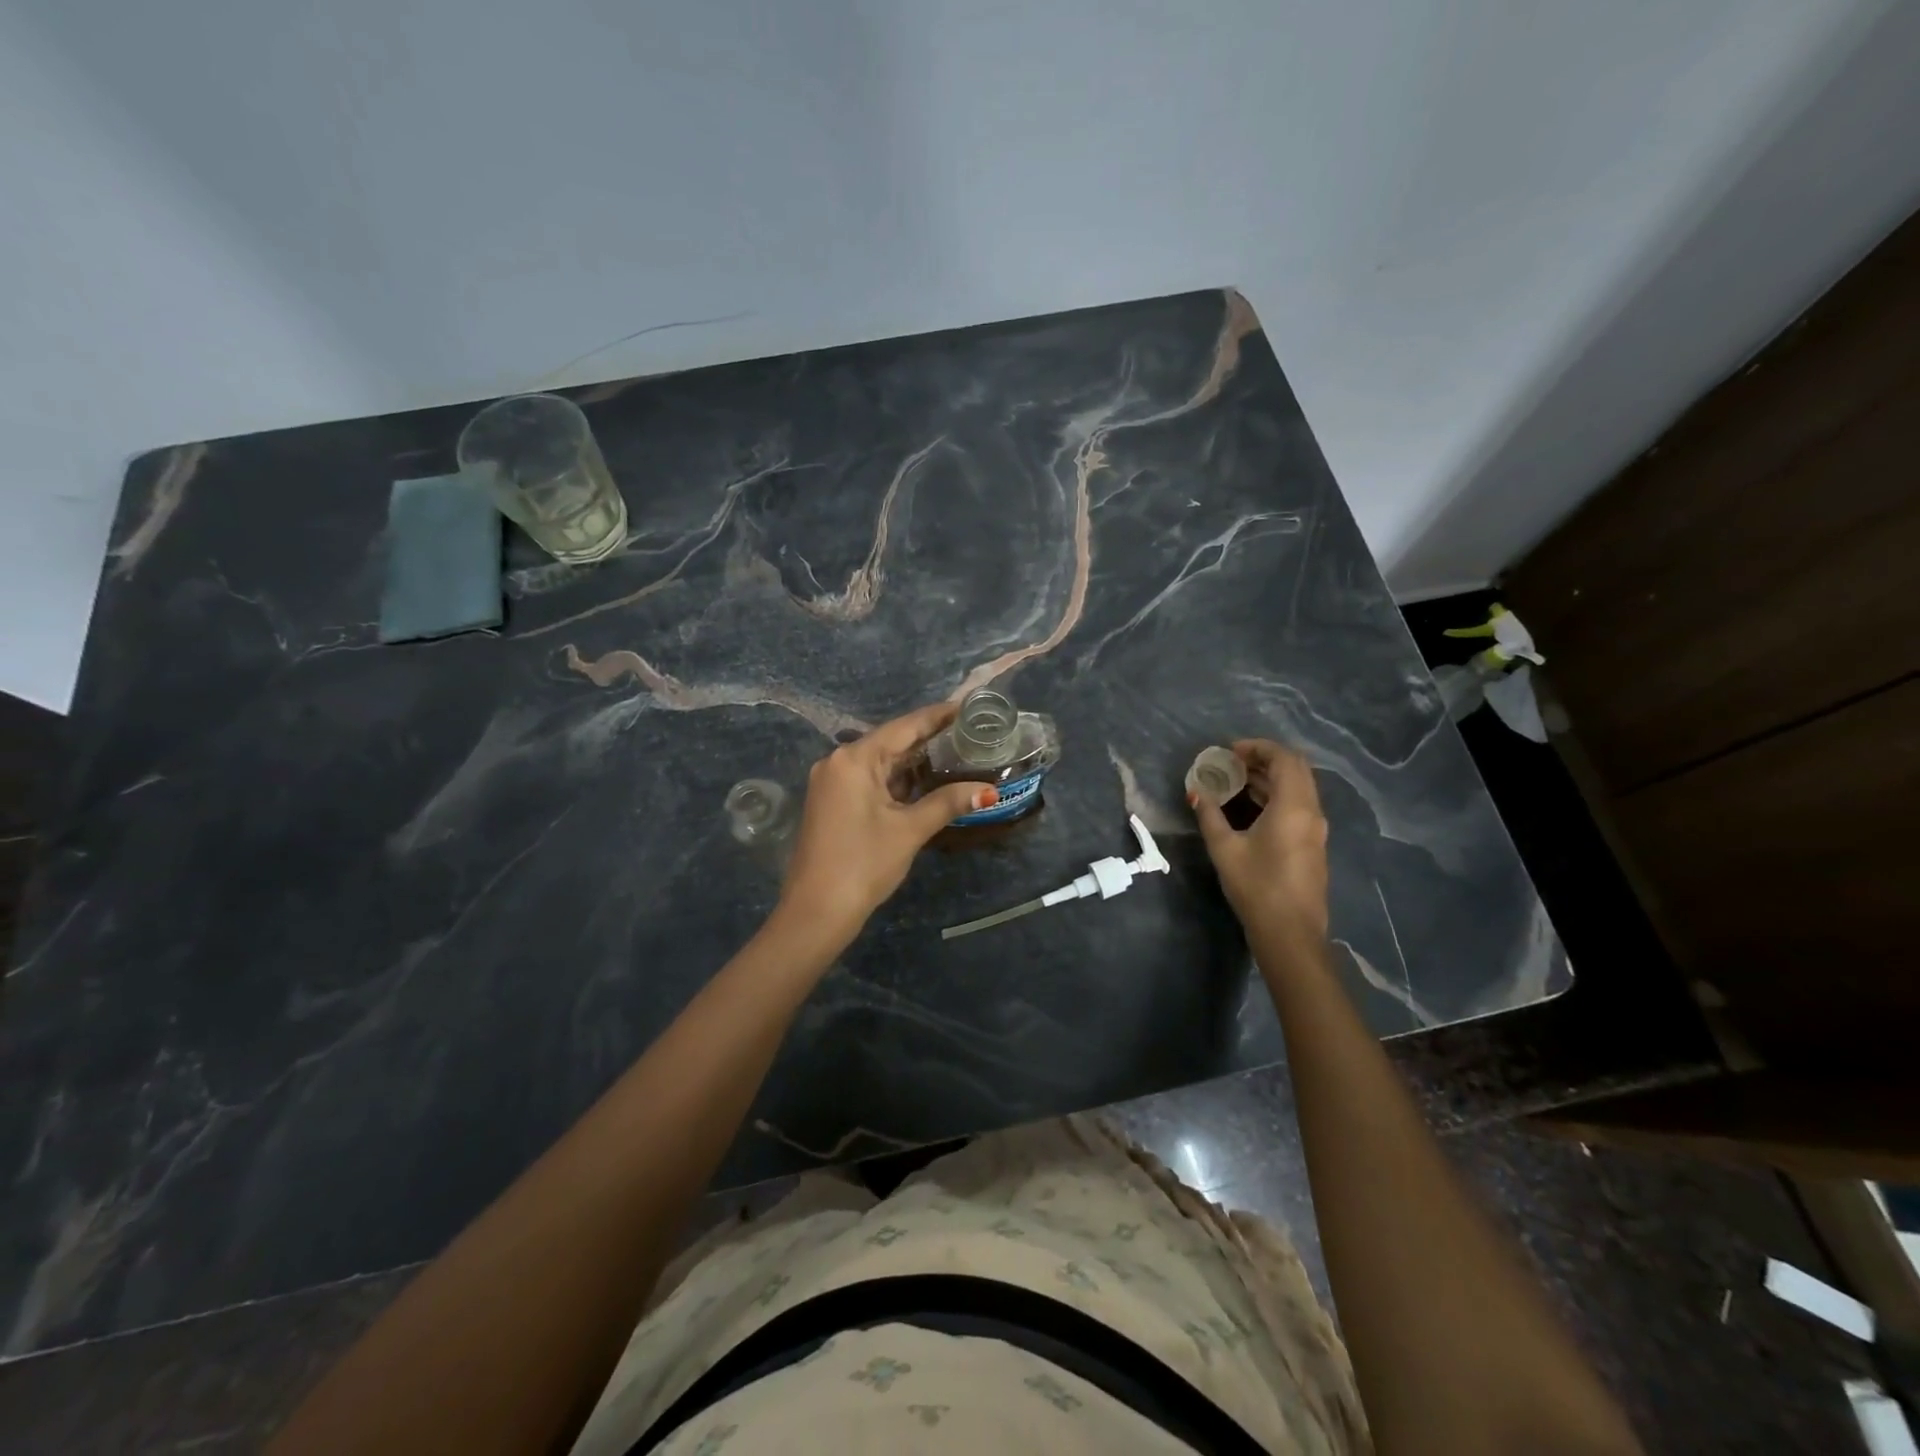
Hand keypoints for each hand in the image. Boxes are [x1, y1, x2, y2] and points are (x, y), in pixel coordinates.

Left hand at [778, 702, 996, 946]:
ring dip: (914, 761)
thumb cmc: (863, 864)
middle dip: (929, 739)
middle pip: (891, 741)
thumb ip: (948, 802)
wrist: (816, 911)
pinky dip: (896, 780)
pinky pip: (869, 779)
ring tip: (956, 753)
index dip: (938, 716)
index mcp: (854, 759)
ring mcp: (831, 782)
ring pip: (880, 762)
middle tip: (970, 733)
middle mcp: (838, 761)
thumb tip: (989, 790)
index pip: (904, 727)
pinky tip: (924, 781)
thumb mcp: (910, 830)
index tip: (968, 707)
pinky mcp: (831, 802)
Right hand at [1191, 739, 1329, 943]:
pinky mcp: (1313, 844)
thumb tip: (1195, 792)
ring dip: (1270, 779)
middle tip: (1232, 763)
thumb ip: (1209, 815)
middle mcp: (1312, 812)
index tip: (1229, 751)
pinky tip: (1250, 808)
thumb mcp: (1224, 849)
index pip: (1284, 759)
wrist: (1291, 933)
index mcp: (1294, 806)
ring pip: (1298, 788)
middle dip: (1264, 759)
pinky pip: (1298, 806)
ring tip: (1235, 782)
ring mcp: (1316, 829)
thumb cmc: (1256, 886)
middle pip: (1295, 769)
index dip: (1257, 747)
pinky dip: (1276, 796)